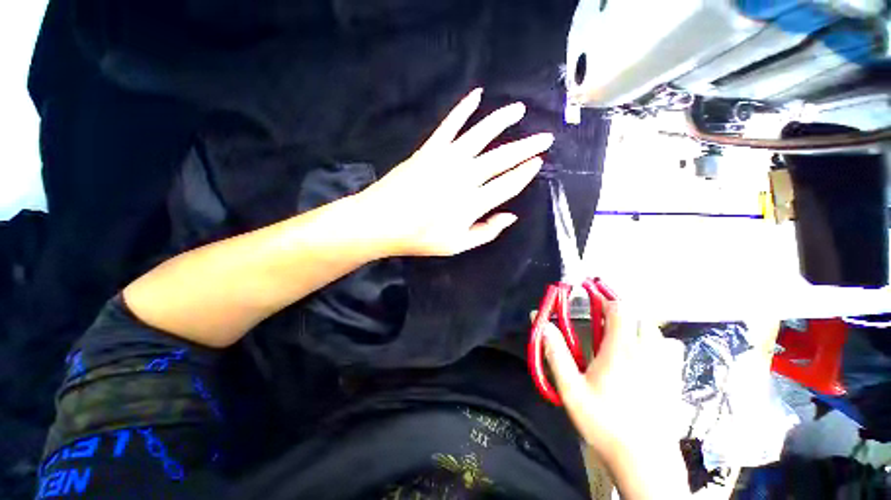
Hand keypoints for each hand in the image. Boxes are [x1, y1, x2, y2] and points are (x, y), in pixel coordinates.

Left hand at [358, 88, 553, 256]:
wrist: (381, 222)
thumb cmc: (420, 238)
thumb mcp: (457, 246)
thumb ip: (487, 232)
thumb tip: (511, 217)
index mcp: (474, 203)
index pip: (508, 184)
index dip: (525, 173)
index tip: (538, 162)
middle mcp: (465, 177)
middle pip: (502, 158)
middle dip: (526, 146)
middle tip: (545, 137)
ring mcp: (447, 159)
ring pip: (481, 134)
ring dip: (502, 120)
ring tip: (519, 109)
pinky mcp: (430, 149)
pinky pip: (450, 124)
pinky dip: (463, 108)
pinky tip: (476, 95)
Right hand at [543, 301, 689, 497]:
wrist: (645, 461)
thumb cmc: (604, 423)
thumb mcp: (571, 389)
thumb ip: (556, 353)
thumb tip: (543, 323)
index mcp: (621, 350)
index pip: (620, 310)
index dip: (605, 300)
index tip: (592, 301)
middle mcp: (646, 352)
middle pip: (640, 317)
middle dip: (621, 312)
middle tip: (603, 320)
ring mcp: (665, 367)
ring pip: (657, 332)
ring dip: (639, 326)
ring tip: (623, 336)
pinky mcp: (674, 382)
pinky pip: (671, 351)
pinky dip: (658, 344)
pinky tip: (647, 357)